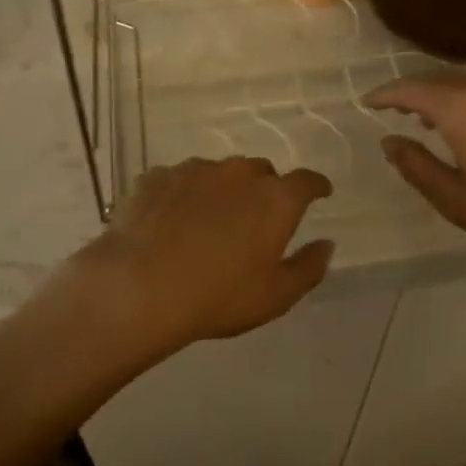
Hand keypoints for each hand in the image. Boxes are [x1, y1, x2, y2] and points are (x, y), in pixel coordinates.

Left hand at [62, 157, 334, 367]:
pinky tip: (171, 220)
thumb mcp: (276, 296)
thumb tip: (326, 244)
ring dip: (222, 190)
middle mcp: (238, 173)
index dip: (316, 186)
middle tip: (256, 219)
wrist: (138, 286)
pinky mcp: (157, 176)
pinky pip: (180, 180)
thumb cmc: (218, 295)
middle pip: (261, 172)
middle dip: (265, 189)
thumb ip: (308, 267)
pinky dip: (184, 195)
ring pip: (218, 173)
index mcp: (275, 199)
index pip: (306, 181)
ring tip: (208, 222)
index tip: (320, 192)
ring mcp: (194, 170)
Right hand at [367, 73, 465, 321]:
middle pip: (449, 78)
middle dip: (422, 91)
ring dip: (460, 94)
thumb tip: (391, 141)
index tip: (371, 102)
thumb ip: (419, 168)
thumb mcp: (460, 203)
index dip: (388, 94)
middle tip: (406, 111)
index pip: (414, 89)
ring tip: (450, 117)